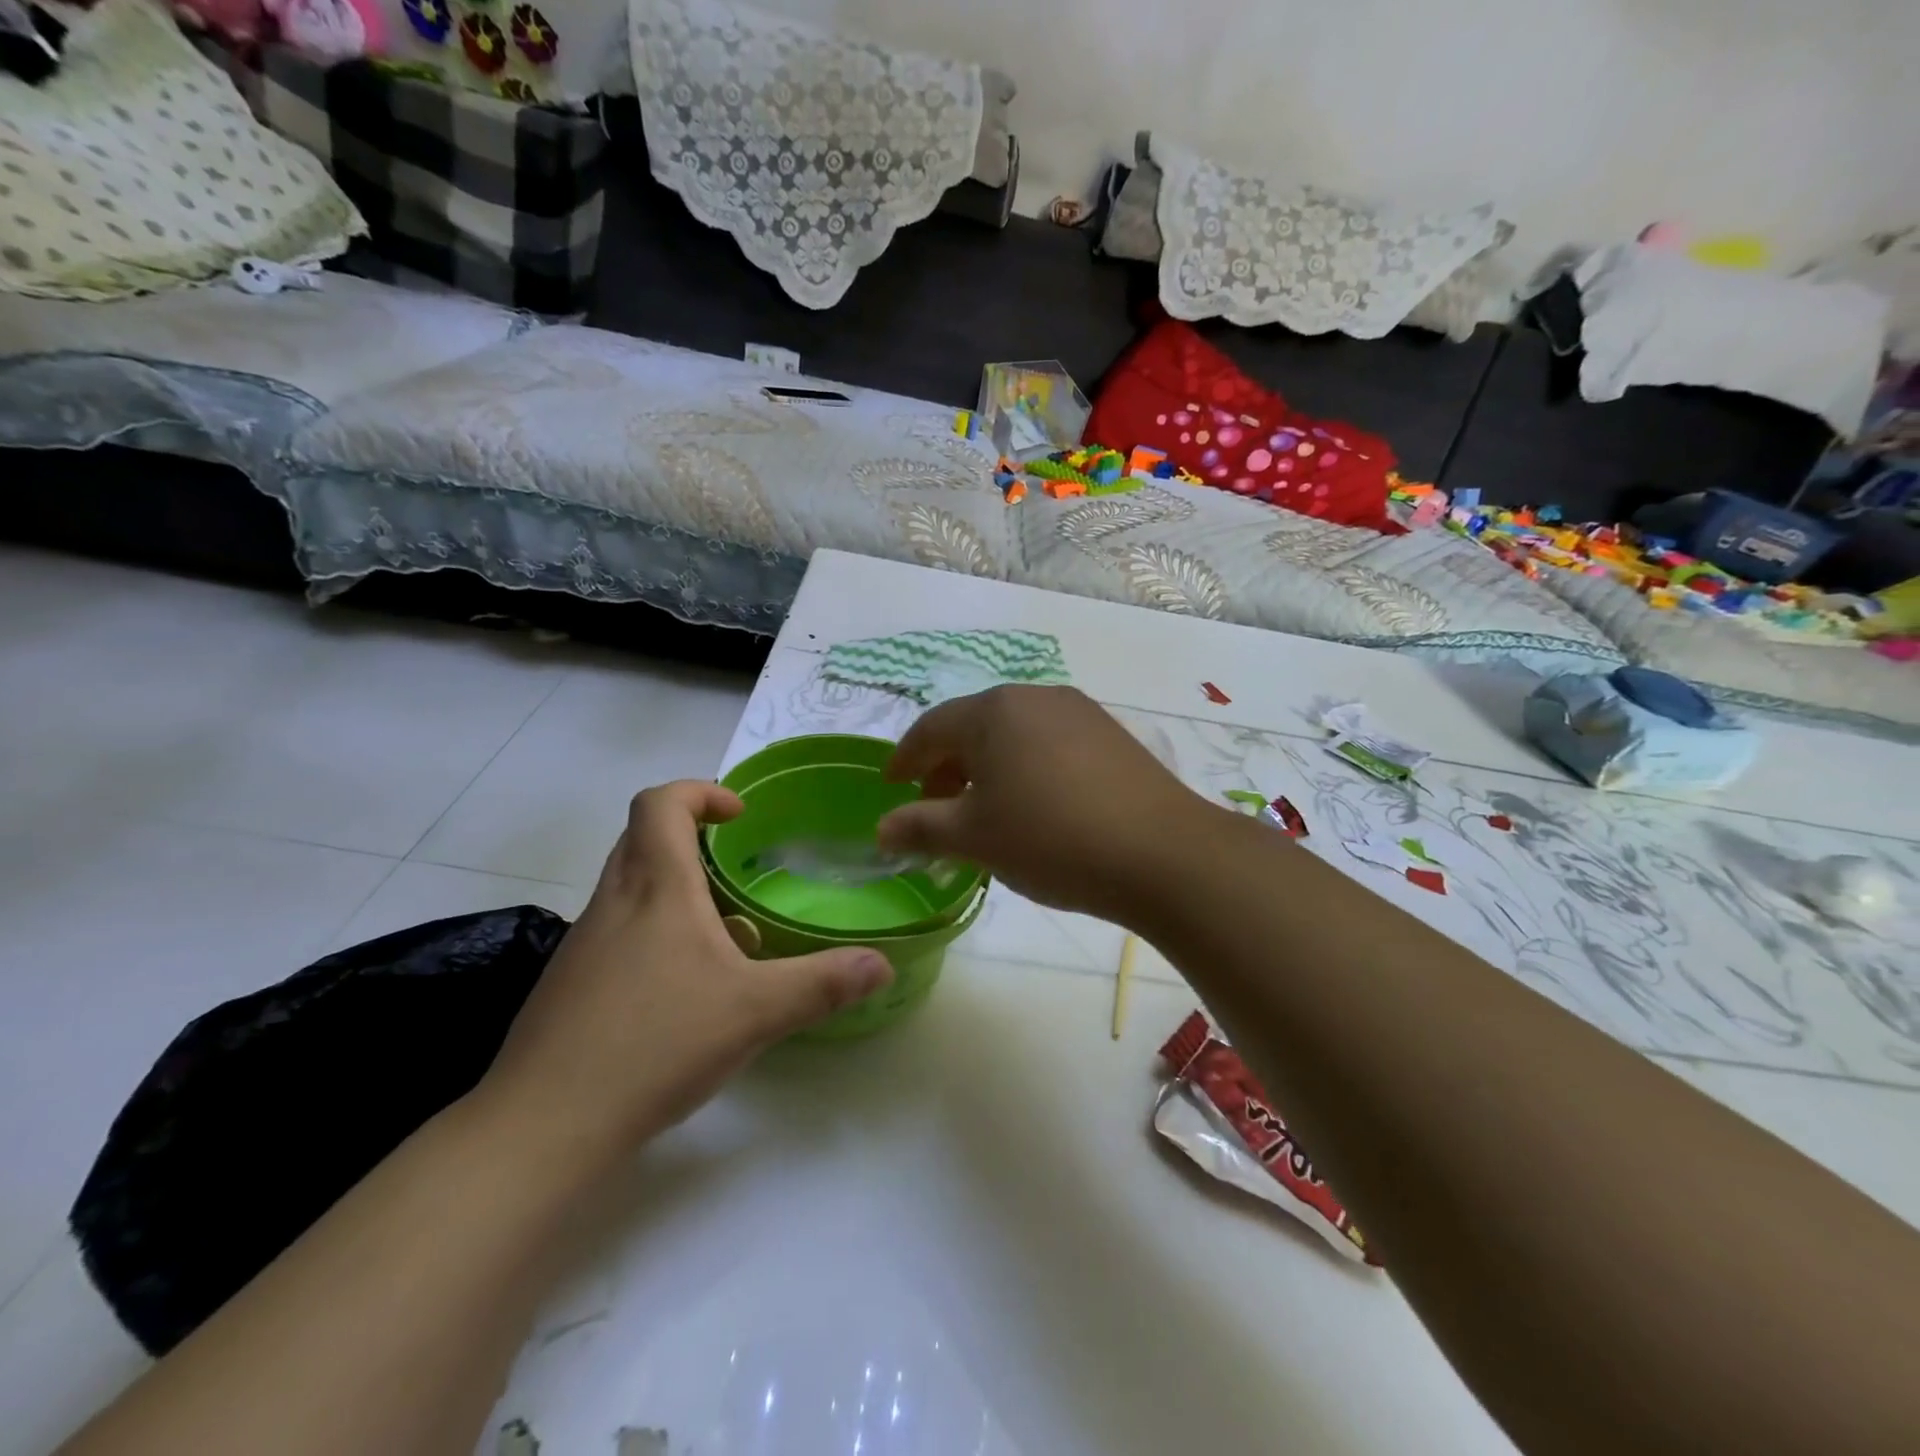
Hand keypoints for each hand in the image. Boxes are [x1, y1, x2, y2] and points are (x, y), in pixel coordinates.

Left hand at [476, 782, 893, 1159]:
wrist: (543, 1127)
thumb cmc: (654, 1044)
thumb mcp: (755, 1012)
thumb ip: (822, 984)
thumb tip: (881, 964)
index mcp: (656, 888)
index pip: (659, 804)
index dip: (699, 792)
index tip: (738, 816)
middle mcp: (613, 903)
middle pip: (641, 839)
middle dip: (690, 838)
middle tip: (735, 866)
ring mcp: (583, 945)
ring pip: (629, 889)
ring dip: (675, 891)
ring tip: (724, 936)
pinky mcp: (571, 985)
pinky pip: (617, 933)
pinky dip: (655, 936)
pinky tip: (685, 992)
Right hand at [876, 686, 1211, 924]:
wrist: (1162, 853)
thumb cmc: (1051, 839)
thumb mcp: (975, 838)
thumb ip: (920, 827)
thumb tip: (881, 829)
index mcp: (993, 711)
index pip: (931, 728)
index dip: (905, 758)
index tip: (890, 785)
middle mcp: (1035, 697)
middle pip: (973, 726)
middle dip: (946, 766)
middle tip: (934, 807)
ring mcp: (1079, 712)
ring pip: (1013, 734)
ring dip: (987, 768)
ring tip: (983, 810)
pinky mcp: (1110, 734)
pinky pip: (1048, 743)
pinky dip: (1025, 768)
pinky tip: (1033, 805)